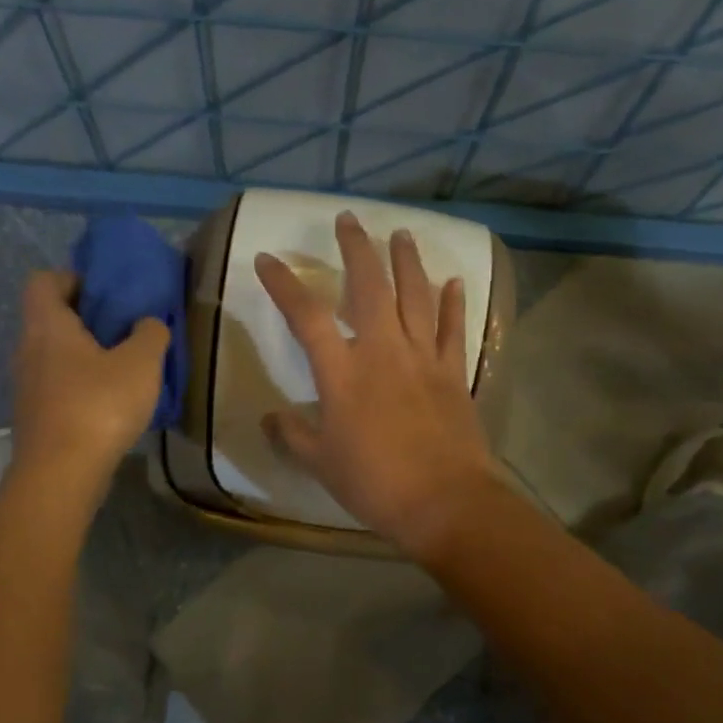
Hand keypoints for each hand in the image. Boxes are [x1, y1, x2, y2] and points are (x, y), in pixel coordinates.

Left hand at [10, 271, 168, 505]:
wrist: (61, 474)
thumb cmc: (99, 406)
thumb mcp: (141, 364)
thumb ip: (150, 334)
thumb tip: (147, 323)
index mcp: (47, 325)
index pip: (44, 280)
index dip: (73, 279)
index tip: (106, 294)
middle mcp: (28, 349)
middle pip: (51, 318)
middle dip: (86, 319)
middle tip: (124, 330)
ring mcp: (27, 386)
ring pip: (55, 355)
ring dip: (85, 355)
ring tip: (124, 368)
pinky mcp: (35, 416)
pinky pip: (58, 385)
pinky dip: (81, 385)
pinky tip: (111, 403)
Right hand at [256, 212, 497, 555]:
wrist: (443, 501)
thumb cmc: (374, 483)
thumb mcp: (320, 463)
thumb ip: (292, 435)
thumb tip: (269, 418)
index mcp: (342, 373)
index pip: (307, 316)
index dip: (285, 284)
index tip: (268, 259)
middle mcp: (382, 352)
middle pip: (370, 287)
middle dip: (357, 249)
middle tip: (348, 220)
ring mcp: (423, 358)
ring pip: (415, 296)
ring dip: (407, 262)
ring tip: (400, 234)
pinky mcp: (454, 373)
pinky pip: (453, 328)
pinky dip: (453, 303)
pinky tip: (454, 281)